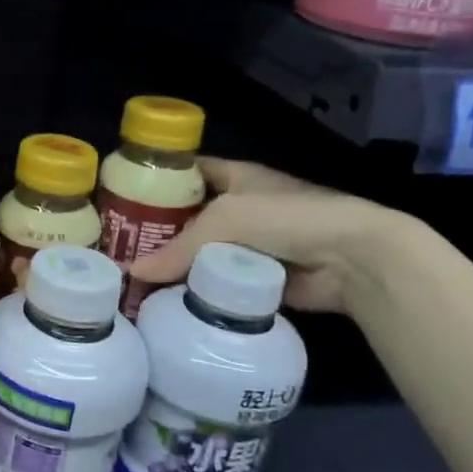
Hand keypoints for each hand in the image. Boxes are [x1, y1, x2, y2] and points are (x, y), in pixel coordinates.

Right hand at [128, 157, 407, 313]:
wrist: (351, 257)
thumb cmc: (285, 217)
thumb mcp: (224, 220)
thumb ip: (177, 248)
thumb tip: (132, 273)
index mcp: (235, 176)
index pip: (187, 171)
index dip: (157, 180)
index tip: (122, 197)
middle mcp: (241, 207)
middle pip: (190, 216)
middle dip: (159, 231)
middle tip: (120, 248)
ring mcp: (252, 244)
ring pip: (203, 253)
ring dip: (177, 265)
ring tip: (135, 279)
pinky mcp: (259, 278)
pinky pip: (220, 283)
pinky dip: (199, 290)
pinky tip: (168, 300)